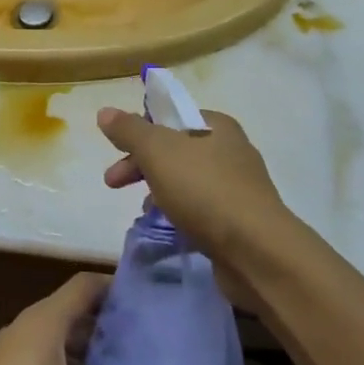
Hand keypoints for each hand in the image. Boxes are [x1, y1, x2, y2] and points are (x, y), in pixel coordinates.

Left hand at [0, 273, 187, 364]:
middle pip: (74, 313)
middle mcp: (25, 331)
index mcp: (43, 323)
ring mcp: (9, 360)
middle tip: (152, 343)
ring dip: (91, 356)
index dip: (118, 286)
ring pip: (59, 344)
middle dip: (111, 326)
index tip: (152, 299)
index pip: (86, 284)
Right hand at [96, 106, 292, 263]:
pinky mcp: (241, 220)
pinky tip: (169, 227)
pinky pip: (201, 207)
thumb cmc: (205, 191)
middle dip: (141, 163)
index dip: (140, 130)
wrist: (258, 252)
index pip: (171, 116)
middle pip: (175, 148)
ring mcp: (239, 187)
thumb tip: (105, 111)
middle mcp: (231, 150)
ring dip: (160, 189)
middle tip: (113, 183)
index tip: (116, 151)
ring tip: (143, 210)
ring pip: (187, 179)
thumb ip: (130, 130)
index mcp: (216, 125)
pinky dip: (180, 212)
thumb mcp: (158, 152)